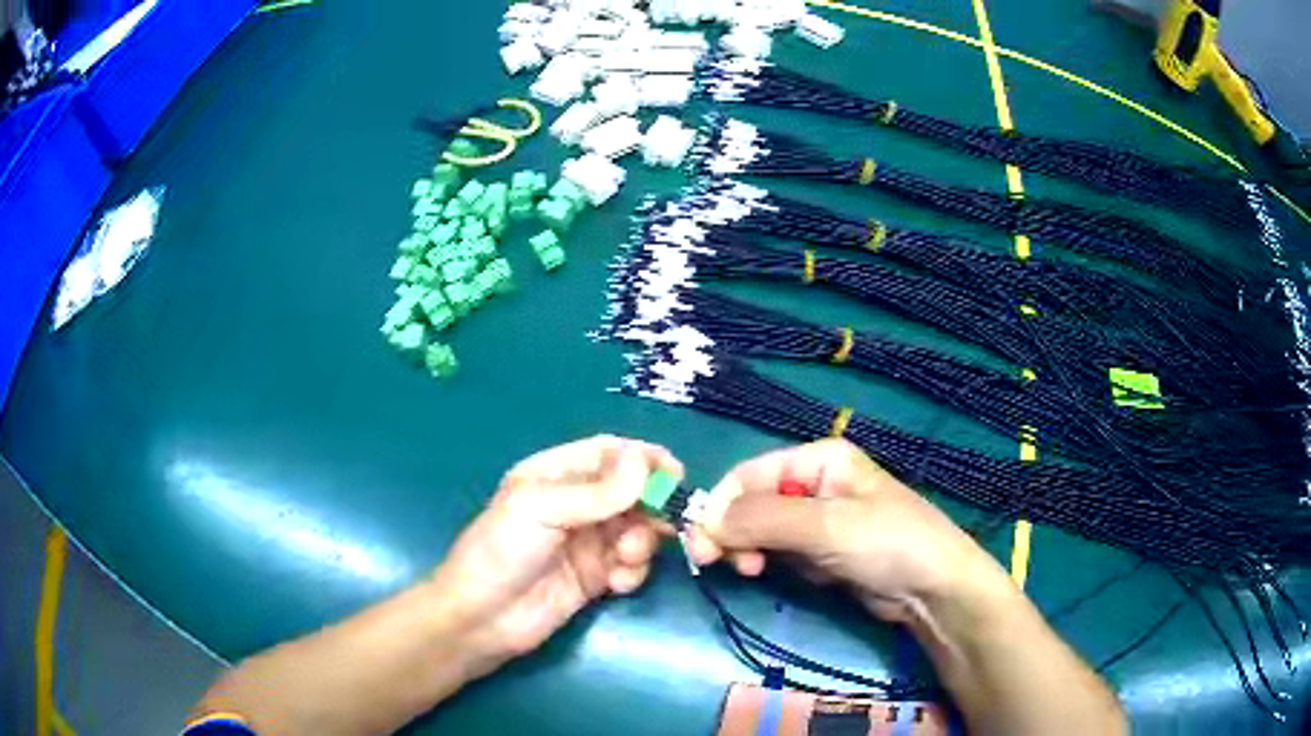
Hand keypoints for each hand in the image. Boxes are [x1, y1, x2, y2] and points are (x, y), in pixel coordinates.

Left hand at [427, 435, 680, 672]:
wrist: (481, 621)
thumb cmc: (499, 553)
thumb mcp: (540, 511)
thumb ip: (595, 492)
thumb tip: (645, 462)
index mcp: (555, 475)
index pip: (608, 453)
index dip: (642, 458)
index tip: (673, 474)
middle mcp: (576, 504)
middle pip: (631, 491)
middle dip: (651, 505)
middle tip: (665, 522)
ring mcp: (588, 542)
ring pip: (637, 528)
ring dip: (643, 541)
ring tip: (626, 559)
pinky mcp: (597, 577)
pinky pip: (632, 564)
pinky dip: (634, 571)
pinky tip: (616, 584)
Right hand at [688, 438, 1009, 623]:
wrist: (933, 589)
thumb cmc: (886, 542)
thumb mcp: (824, 526)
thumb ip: (762, 520)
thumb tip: (702, 523)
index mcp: (818, 459)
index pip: (749, 475)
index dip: (720, 507)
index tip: (702, 546)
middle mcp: (814, 483)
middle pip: (752, 503)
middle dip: (733, 532)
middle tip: (719, 565)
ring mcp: (818, 519)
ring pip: (762, 530)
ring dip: (750, 550)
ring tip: (753, 572)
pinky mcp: (822, 551)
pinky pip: (781, 551)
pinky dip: (772, 563)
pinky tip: (781, 575)